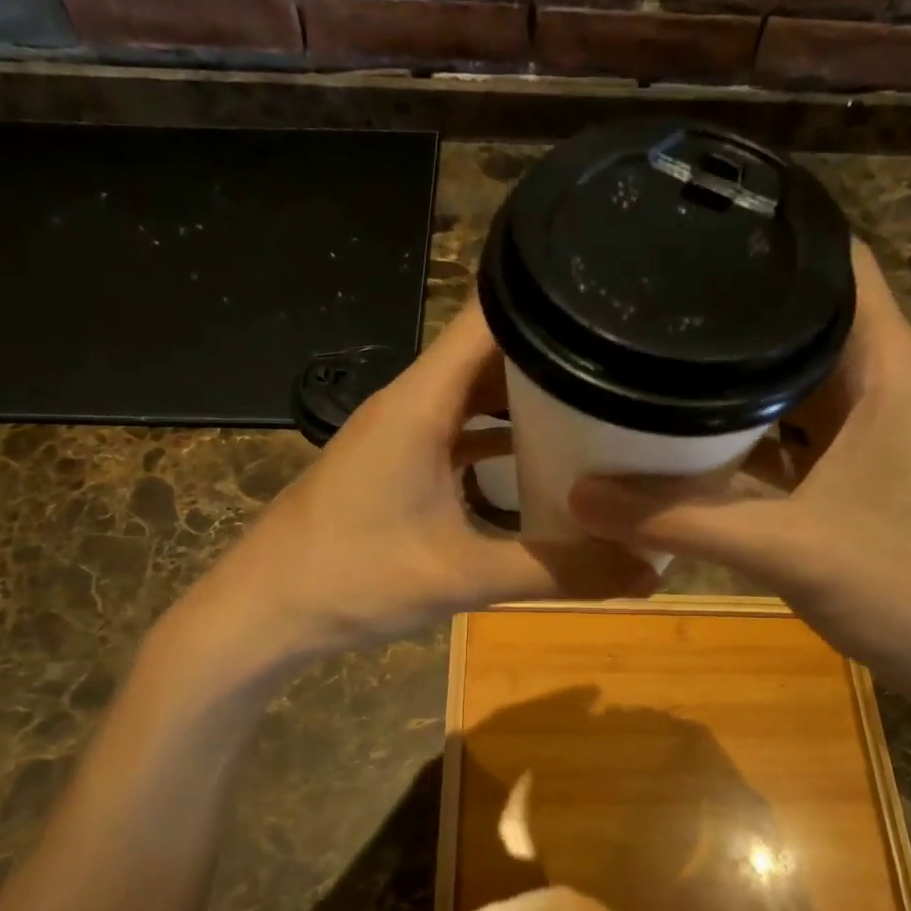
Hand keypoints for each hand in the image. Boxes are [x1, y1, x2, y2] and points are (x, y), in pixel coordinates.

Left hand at [155, 299, 654, 687]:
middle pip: (492, 350)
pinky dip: (500, 435)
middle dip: (557, 352)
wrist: (263, 612)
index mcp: (423, 401)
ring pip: (476, 391)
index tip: (613, 301)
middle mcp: (413, 401)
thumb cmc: (351, 580)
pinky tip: (541, 459)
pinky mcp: (398, 461)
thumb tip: (646, 571)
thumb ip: (555, 572)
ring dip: (530, 396)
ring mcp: (402, 431)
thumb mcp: (462, 577)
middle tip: (630, 363)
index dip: (549, 297)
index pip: (490, 315)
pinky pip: (460, 429)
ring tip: (602, 403)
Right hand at [570, 241, 910, 716]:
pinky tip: (699, 439)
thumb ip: (681, 521)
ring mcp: (876, 438)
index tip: (704, 228)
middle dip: (740, 312)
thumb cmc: (910, 589)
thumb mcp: (787, 549)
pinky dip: (753, 433)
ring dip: (743, 378)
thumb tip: (581, 497)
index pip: (841, 269)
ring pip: (801, 385)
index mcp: (889, 373)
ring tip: (665, 355)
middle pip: (810, 325)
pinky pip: (798, 436)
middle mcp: (886, 391)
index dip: (780, 240)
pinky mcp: (862, 479)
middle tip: (658, 297)